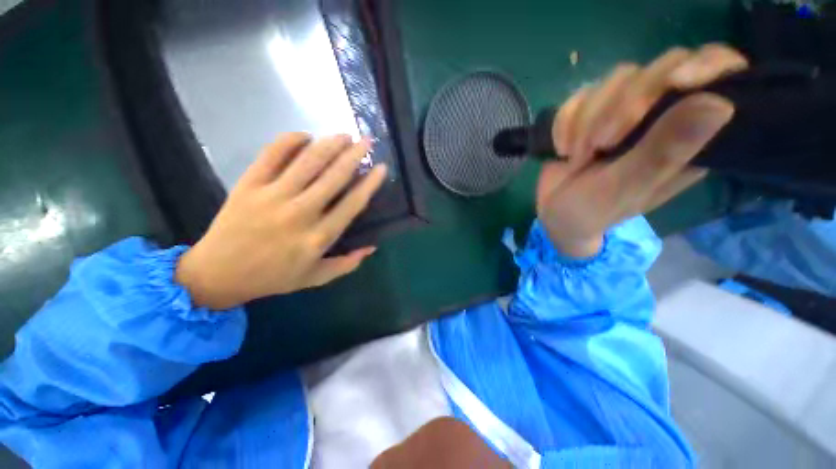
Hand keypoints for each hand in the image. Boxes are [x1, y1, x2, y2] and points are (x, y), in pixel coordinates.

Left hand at [176, 133, 387, 309]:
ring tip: (344, 135)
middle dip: (354, 155)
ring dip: (329, 144)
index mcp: (318, 237)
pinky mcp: (248, 185)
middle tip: (367, 141)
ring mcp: (272, 196)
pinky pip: (271, 154)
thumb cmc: (273, 277)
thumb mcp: (315, 277)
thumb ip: (347, 264)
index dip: (370, 183)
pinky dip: (289, 140)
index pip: (352, 203)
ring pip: (307, 161)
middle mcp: (300, 213)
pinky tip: (305, 136)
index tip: (381, 168)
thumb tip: (372, 247)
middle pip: (334, 177)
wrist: (217, 274)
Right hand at [538, 44, 746, 257]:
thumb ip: (663, 152)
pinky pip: (581, 95)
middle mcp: (664, 115)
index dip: (708, 65)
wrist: (553, 213)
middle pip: (663, 68)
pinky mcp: (593, 110)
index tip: (676, 81)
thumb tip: (719, 103)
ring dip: (588, 119)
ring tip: (576, 156)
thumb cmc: (591, 210)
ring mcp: (626, 109)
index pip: (722, 75)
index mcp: (690, 138)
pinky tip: (563, 148)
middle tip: (601, 144)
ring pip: (618, 78)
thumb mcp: (624, 189)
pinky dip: (566, 122)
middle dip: (624, 105)